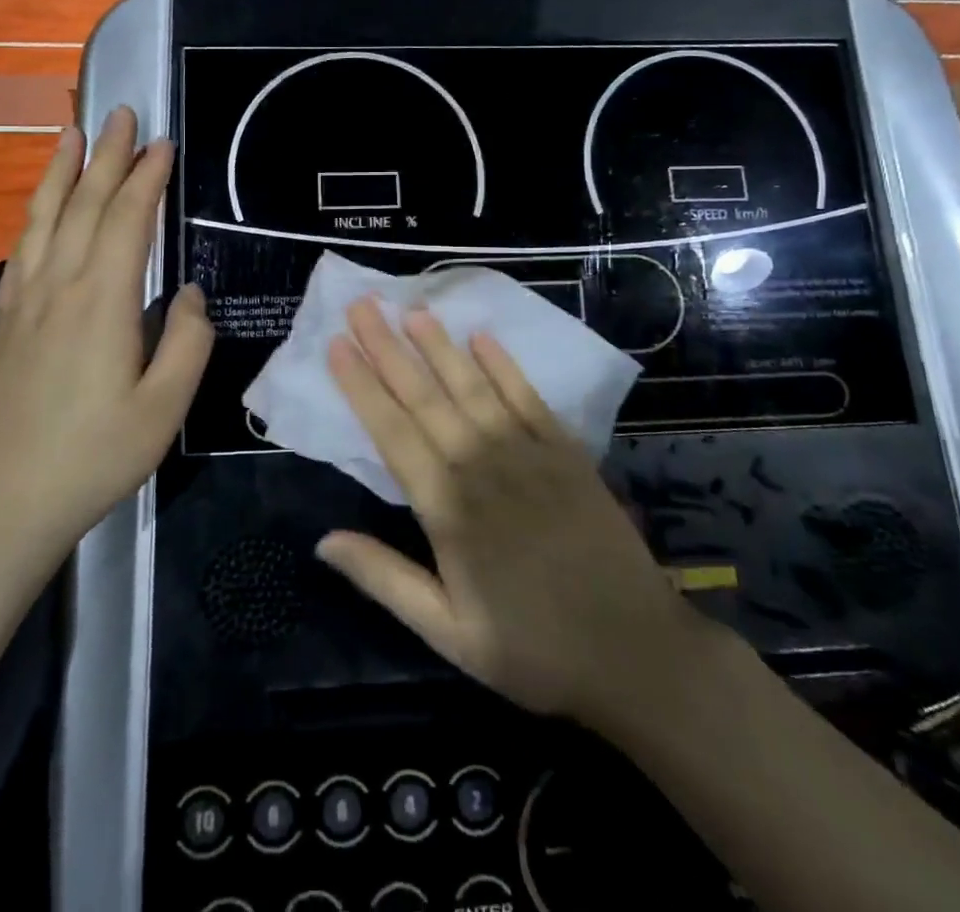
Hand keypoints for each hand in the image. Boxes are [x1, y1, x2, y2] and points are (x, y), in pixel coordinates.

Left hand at [0, 107, 211, 561]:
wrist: (5, 500)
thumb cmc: (95, 456)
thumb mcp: (164, 409)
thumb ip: (187, 342)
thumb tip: (187, 293)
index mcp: (102, 302)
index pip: (126, 220)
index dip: (146, 177)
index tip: (163, 143)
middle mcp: (59, 287)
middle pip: (83, 205)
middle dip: (106, 155)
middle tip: (122, 114)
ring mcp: (24, 301)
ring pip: (44, 218)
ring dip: (61, 170)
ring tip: (72, 131)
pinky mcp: (4, 320)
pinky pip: (22, 248)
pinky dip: (35, 213)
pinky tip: (41, 204)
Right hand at [318, 298, 702, 730]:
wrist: (638, 654)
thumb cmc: (533, 650)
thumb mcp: (449, 634)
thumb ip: (385, 579)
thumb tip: (322, 541)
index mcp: (448, 509)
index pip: (392, 433)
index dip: (361, 387)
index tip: (336, 346)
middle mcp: (482, 466)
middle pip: (425, 397)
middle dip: (388, 348)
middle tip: (361, 306)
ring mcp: (528, 453)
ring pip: (472, 386)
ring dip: (439, 345)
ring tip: (411, 309)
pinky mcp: (566, 452)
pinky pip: (527, 396)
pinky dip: (502, 364)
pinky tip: (481, 336)